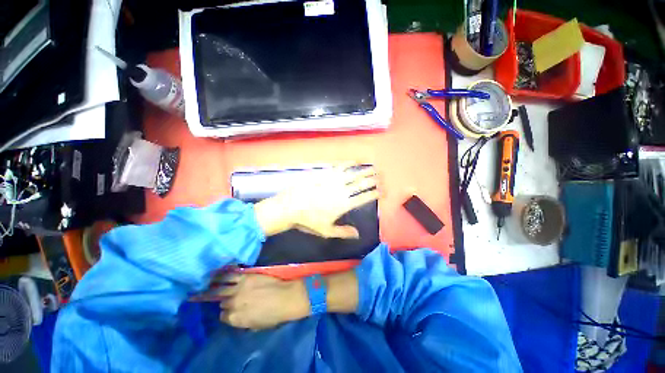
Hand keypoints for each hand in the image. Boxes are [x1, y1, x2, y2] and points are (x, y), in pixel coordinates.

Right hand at [216, 273, 309, 329]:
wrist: (286, 297)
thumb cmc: (274, 315)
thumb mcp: (256, 326)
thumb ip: (243, 321)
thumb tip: (238, 317)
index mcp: (235, 319)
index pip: (224, 316)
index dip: (228, 312)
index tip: (231, 309)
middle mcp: (233, 304)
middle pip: (223, 302)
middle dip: (226, 300)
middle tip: (228, 297)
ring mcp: (238, 289)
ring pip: (221, 289)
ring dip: (216, 287)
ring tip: (208, 284)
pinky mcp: (245, 277)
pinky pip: (230, 275)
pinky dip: (223, 275)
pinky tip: (218, 274)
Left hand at [254, 166, 378, 237]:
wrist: (291, 206)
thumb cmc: (309, 220)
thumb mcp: (327, 231)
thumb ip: (344, 232)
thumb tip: (358, 234)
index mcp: (344, 204)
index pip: (364, 197)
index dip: (374, 193)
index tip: (382, 191)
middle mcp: (342, 191)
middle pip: (361, 184)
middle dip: (373, 180)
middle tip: (380, 176)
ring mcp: (333, 181)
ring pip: (353, 174)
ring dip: (364, 171)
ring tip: (372, 168)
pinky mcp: (325, 174)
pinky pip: (339, 167)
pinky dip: (348, 164)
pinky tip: (354, 162)